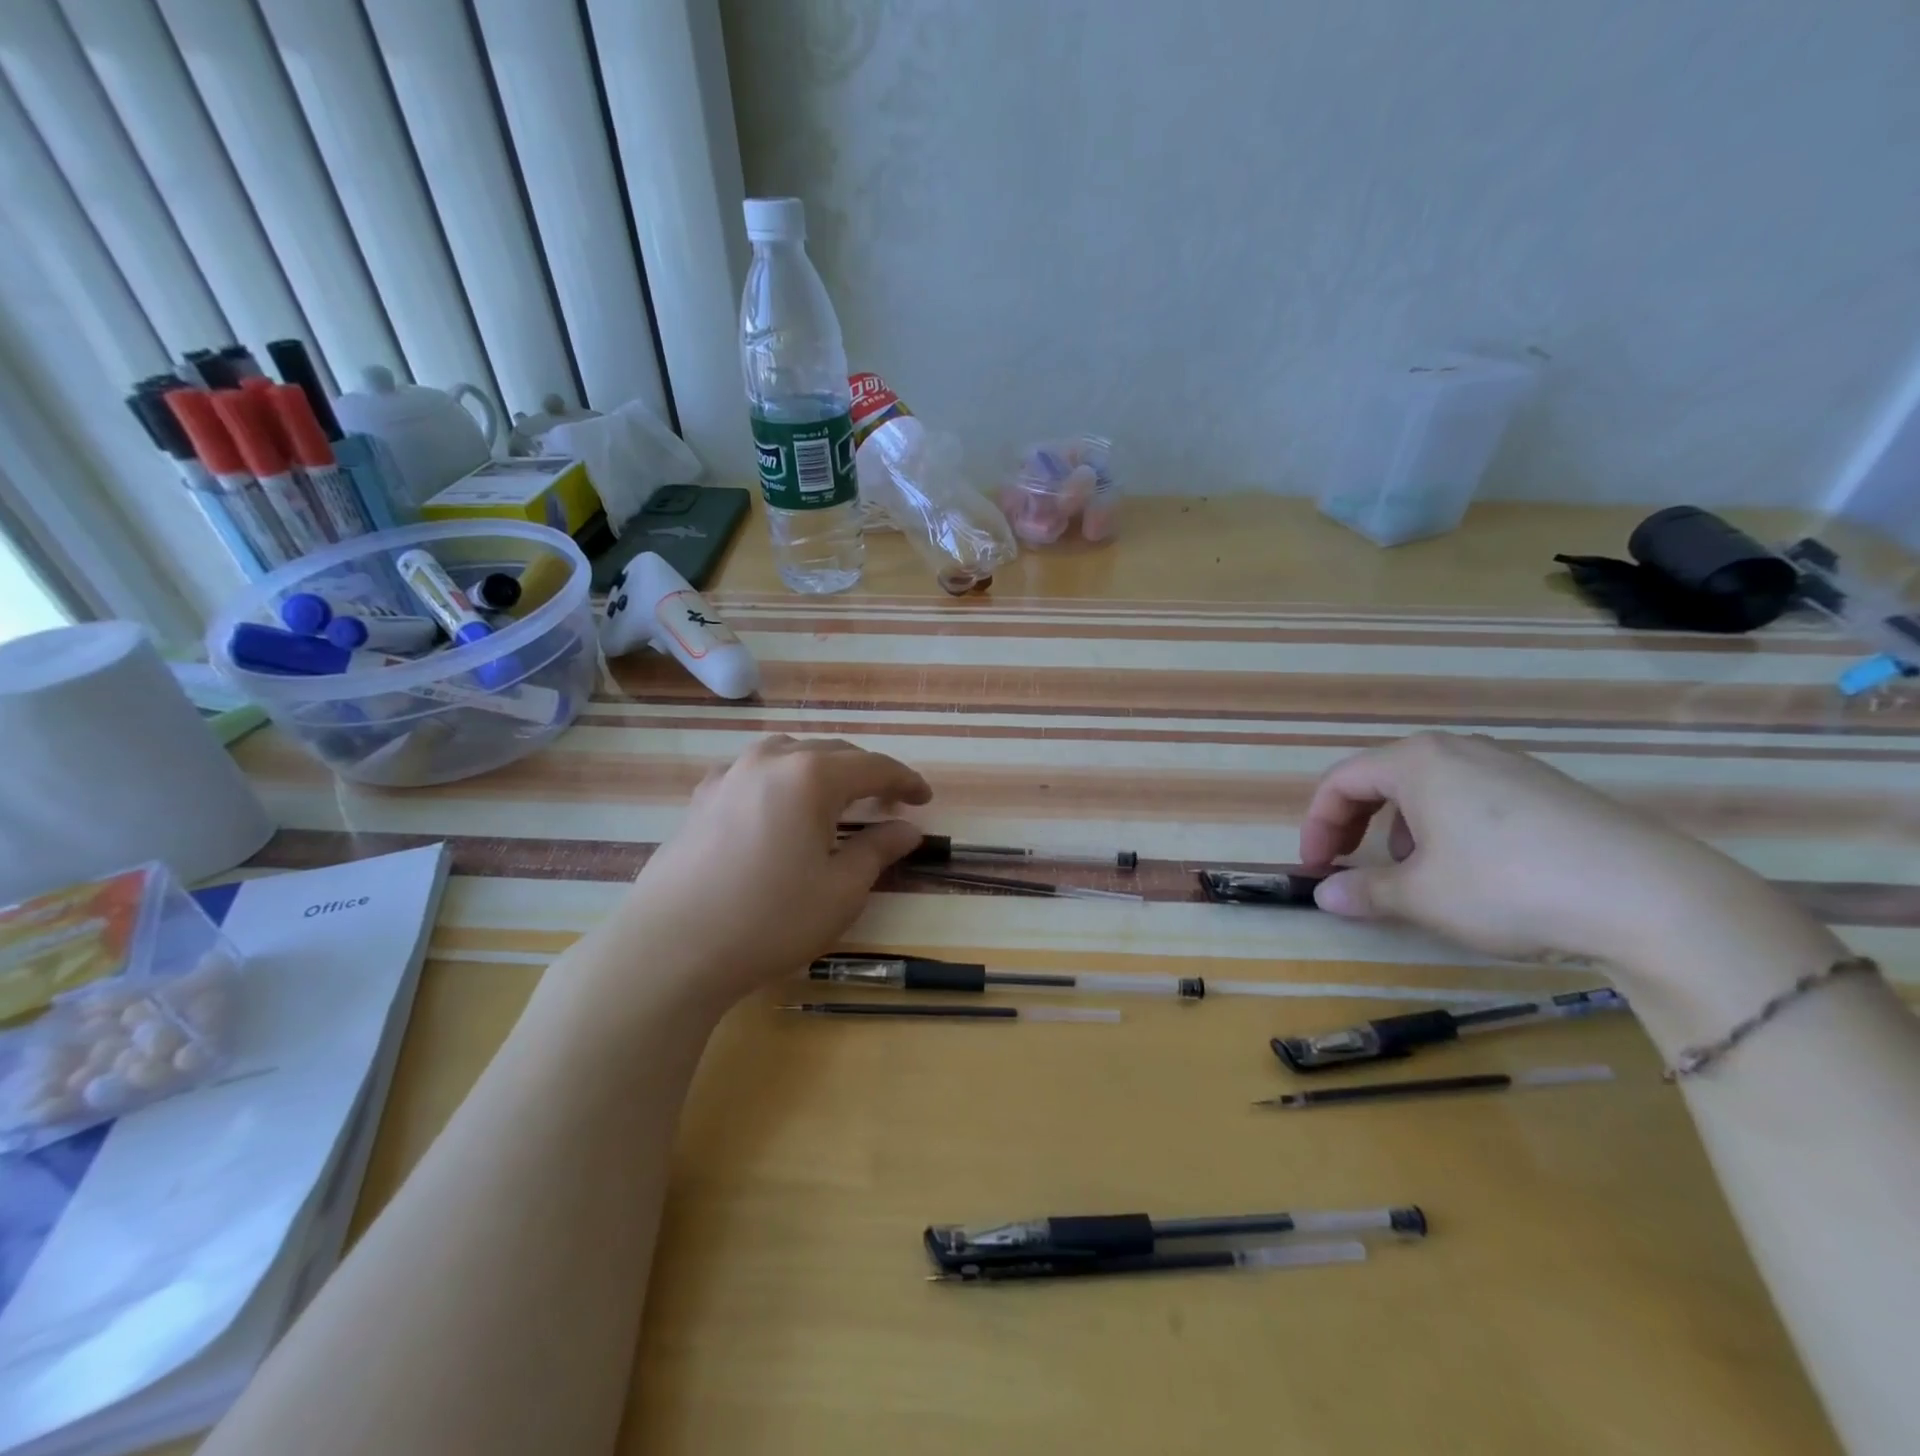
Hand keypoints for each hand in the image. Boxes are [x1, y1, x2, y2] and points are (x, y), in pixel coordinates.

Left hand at [604, 736, 930, 1008]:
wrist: (671, 948)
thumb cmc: (769, 920)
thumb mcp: (840, 891)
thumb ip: (879, 851)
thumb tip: (908, 829)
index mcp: (811, 776)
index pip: (873, 767)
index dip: (905, 780)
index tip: (924, 799)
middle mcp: (770, 761)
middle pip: (832, 753)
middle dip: (865, 773)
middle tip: (888, 802)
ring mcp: (730, 775)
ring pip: (789, 754)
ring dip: (821, 770)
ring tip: (835, 798)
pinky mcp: (701, 797)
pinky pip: (753, 772)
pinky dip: (780, 780)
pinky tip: (777, 806)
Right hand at [1298, 732, 1813, 969]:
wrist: (1651, 898)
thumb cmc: (1508, 886)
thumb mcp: (1422, 896)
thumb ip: (1364, 892)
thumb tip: (1324, 896)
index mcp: (1417, 762)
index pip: (1341, 782)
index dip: (1316, 825)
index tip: (1314, 868)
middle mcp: (1458, 750)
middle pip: (1380, 778)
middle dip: (1353, 823)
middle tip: (1345, 865)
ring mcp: (1507, 765)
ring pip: (1426, 787)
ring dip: (1397, 826)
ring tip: (1409, 871)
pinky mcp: (1546, 789)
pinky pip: (1470, 796)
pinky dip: (1444, 826)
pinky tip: (1469, 868)